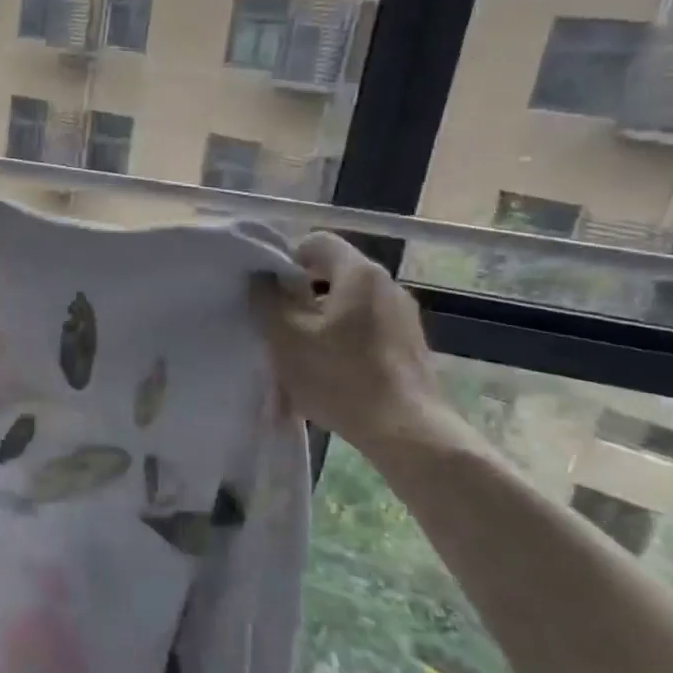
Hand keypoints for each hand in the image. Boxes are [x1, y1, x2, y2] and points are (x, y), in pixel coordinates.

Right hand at [251, 231, 454, 458]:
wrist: (406, 430)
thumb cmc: (340, 376)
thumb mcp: (286, 337)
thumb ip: (267, 298)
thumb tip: (262, 277)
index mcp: (359, 273)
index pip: (317, 242)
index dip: (286, 259)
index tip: (270, 291)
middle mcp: (388, 285)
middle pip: (334, 273)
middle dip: (303, 293)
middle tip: (279, 323)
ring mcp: (404, 316)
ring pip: (350, 303)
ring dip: (322, 318)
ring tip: (303, 352)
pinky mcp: (411, 345)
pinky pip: (368, 328)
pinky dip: (345, 339)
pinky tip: (332, 371)